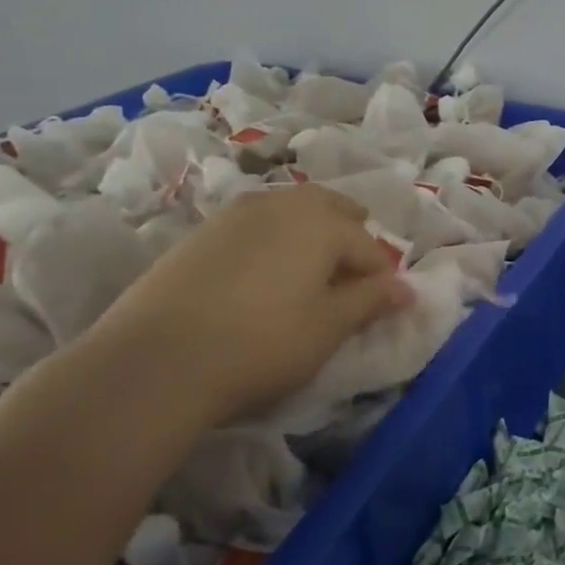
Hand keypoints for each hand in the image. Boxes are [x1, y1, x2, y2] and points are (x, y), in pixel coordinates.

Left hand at [88, 185, 410, 425]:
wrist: (156, 360)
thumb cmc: (263, 342)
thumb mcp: (329, 327)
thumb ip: (372, 301)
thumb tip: (408, 288)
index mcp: (321, 222)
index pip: (369, 246)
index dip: (382, 278)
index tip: (383, 307)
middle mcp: (281, 204)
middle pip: (330, 209)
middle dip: (350, 236)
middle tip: (352, 276)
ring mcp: (235, 214)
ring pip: (290, 211)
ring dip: (310, 234)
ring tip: (310, 275)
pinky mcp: (200, 233)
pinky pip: (255, 225)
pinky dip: (273, 241)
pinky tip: (264, 277)